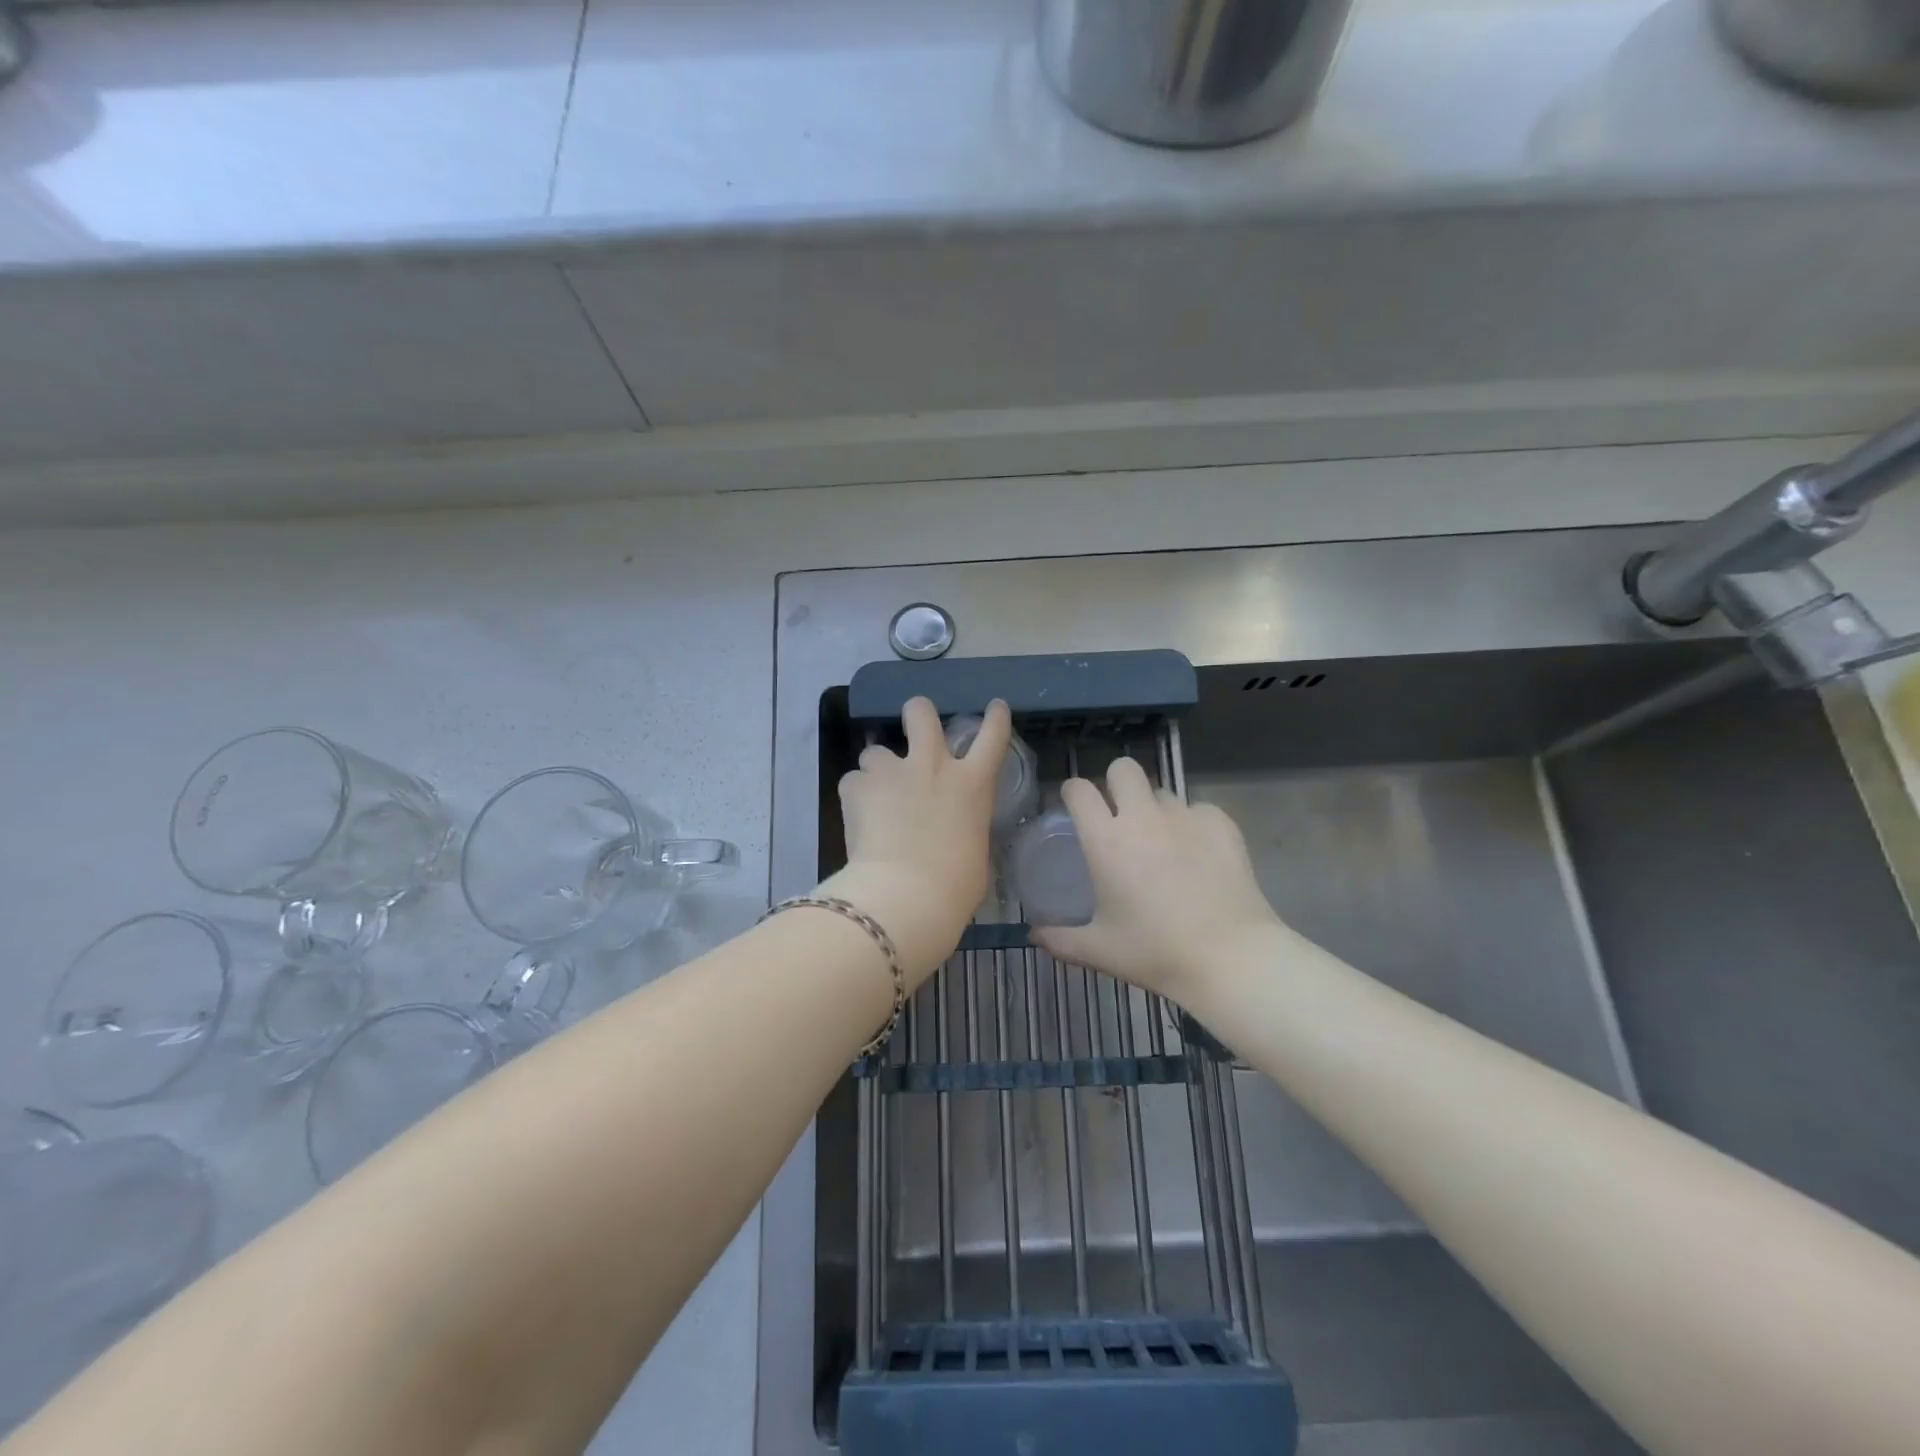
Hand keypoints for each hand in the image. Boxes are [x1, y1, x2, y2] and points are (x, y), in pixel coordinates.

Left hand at [821, 697, 1010, 984]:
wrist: (906, 895)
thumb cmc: (955, 886)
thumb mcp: (975, 854)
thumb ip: (964, 830)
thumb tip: (953, 834)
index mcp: (972, 784)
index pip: (992, 736)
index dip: (995, 718)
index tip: (995, 707)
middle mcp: (933, 765)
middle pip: (922, 713)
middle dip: (917, 713)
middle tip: (913, 725)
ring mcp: (892, 771)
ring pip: (876, 750)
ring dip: (877, 768)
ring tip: (875, 795)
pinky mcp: (857, 786)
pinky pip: (853, 781)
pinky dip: (855, 796)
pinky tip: (857, 818)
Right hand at [1033, 757, 1286, 1002]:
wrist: (1229, 958)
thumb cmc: (1155, 952)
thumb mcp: (1099, 950)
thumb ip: (1059, 939)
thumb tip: (1032, 935)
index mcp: (1106, 839)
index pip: (1078, 789)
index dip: (1072, 793)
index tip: (1074, 808)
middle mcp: (1142, 816)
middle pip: (1123, 768)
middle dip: (1116, 784)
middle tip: (1118, 816)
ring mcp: (1185, 816)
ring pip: (1162, 791)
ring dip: (1154, 808)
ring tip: (1161, 843)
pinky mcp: (1220, 824)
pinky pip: (1198, 809)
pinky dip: (1193, 824)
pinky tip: (1197, 853)